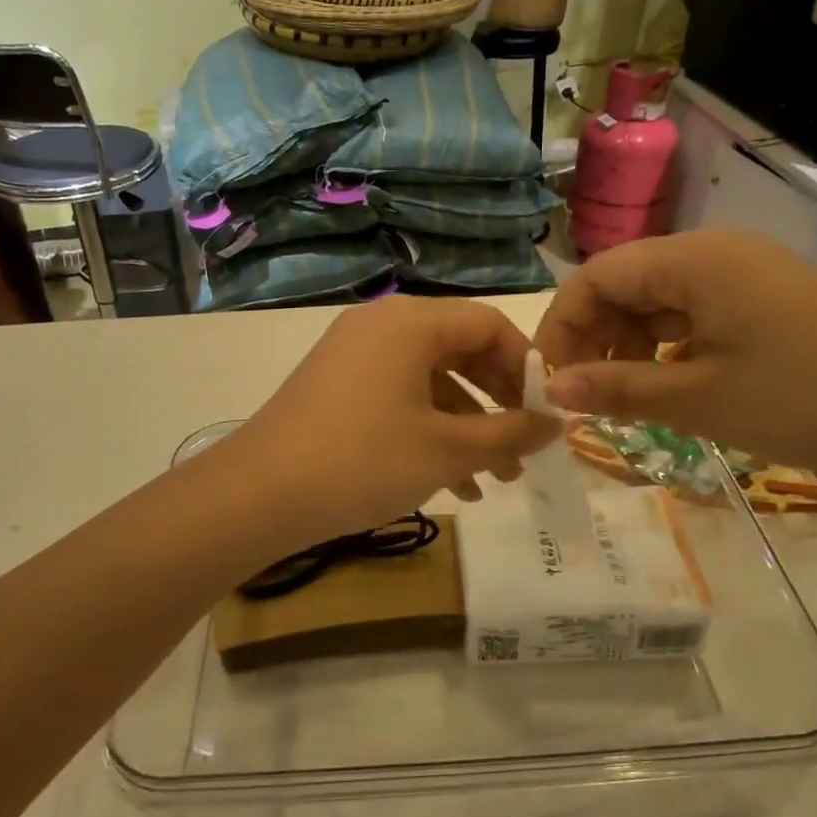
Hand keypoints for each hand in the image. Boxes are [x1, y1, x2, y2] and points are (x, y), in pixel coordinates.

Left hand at [232, 296, 559, 542]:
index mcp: (412, 322)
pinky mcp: (335, 386)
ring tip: (495, 480)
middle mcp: (382, 325)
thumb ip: (510, 434)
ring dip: (466, 426)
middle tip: (524, 447)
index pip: (490, 324)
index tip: (546, 412)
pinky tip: (452, 483)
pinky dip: (428, 430)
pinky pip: (398, 397)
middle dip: (497, 403)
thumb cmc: (363, 460)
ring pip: (430, 381)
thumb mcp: (447, 450)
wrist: (258, 495)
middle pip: (460, 350)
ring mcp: (354, 355)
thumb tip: (558, 424)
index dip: (526, 367)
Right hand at [533, 232, 816, 478]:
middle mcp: (713, 254)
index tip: (547, 381)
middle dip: (593, 338)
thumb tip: (552, 389)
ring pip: (656, 302)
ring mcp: (743, 275)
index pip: (596, 277)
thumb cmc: (807, 400)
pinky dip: (666, 348)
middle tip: (580, 397)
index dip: (561, 326)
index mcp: (694, 261)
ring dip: (627, 346)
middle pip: (624, 285)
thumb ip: (618, 390)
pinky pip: (692, 315)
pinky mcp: (763, 300)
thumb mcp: (700, 401)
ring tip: (622, 399)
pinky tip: (667, 386)